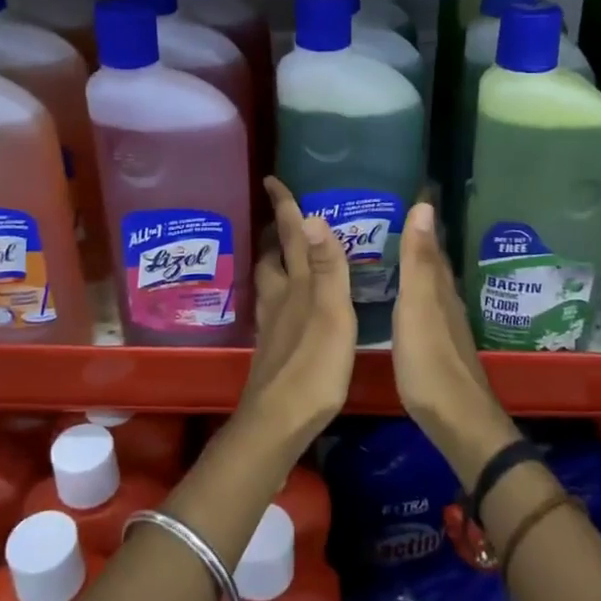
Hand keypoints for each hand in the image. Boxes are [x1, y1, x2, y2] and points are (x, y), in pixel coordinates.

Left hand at [241, 177, 356, 444]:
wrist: (279, 420)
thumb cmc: (313, 367)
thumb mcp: (331, 314)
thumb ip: (326, 268)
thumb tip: (312, 217)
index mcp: (296, 286)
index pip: (288, 237)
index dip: (283, 207)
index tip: (271, 179)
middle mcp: (279, 299)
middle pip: (271, 258)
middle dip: (274, 235)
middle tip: (283, 219)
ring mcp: (273, 325)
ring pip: (269, 283)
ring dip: (274, 263)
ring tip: (285, 255)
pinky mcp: (273, 348)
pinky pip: (274, 307)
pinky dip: (280, 293)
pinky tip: (289, 304)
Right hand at [392, 201, 517, 480]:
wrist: (456, 420)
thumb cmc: (430, 361)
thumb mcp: (418, 306)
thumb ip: (418, 261)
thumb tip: (424, 206)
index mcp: (439, 288)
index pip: (431, 243)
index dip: (422, 220)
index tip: (411, 191)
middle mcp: (445, 301)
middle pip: (433, 263)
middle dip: (418, 238)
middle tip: (393, 215)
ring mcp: (443, 326)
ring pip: (429, 284)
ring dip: (415, 265)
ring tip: (391, 248)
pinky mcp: (436, 347)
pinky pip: (423, 306)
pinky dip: (412, 292)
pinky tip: (401, 298)